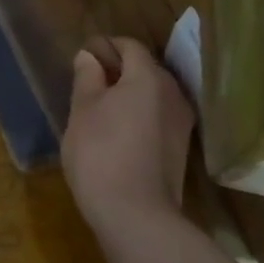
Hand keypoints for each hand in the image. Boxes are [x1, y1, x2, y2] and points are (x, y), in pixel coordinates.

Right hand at [61, 37, 195, 232]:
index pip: (130, 46)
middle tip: (88, 80)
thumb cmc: (101, 153)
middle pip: (146, 69)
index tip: (83, 55)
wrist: (136, 216)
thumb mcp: (83, 110)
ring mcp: (181, 124)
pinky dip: (139, 114)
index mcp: (148, 78)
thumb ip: (87, 78)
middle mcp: (173, 94)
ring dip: (130, 93)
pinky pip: (158, 117)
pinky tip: (117, 130)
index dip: (106, 46)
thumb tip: (89, 57)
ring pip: (154, 95)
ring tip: (100, 106)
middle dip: (118, 68)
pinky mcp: (180, 149)